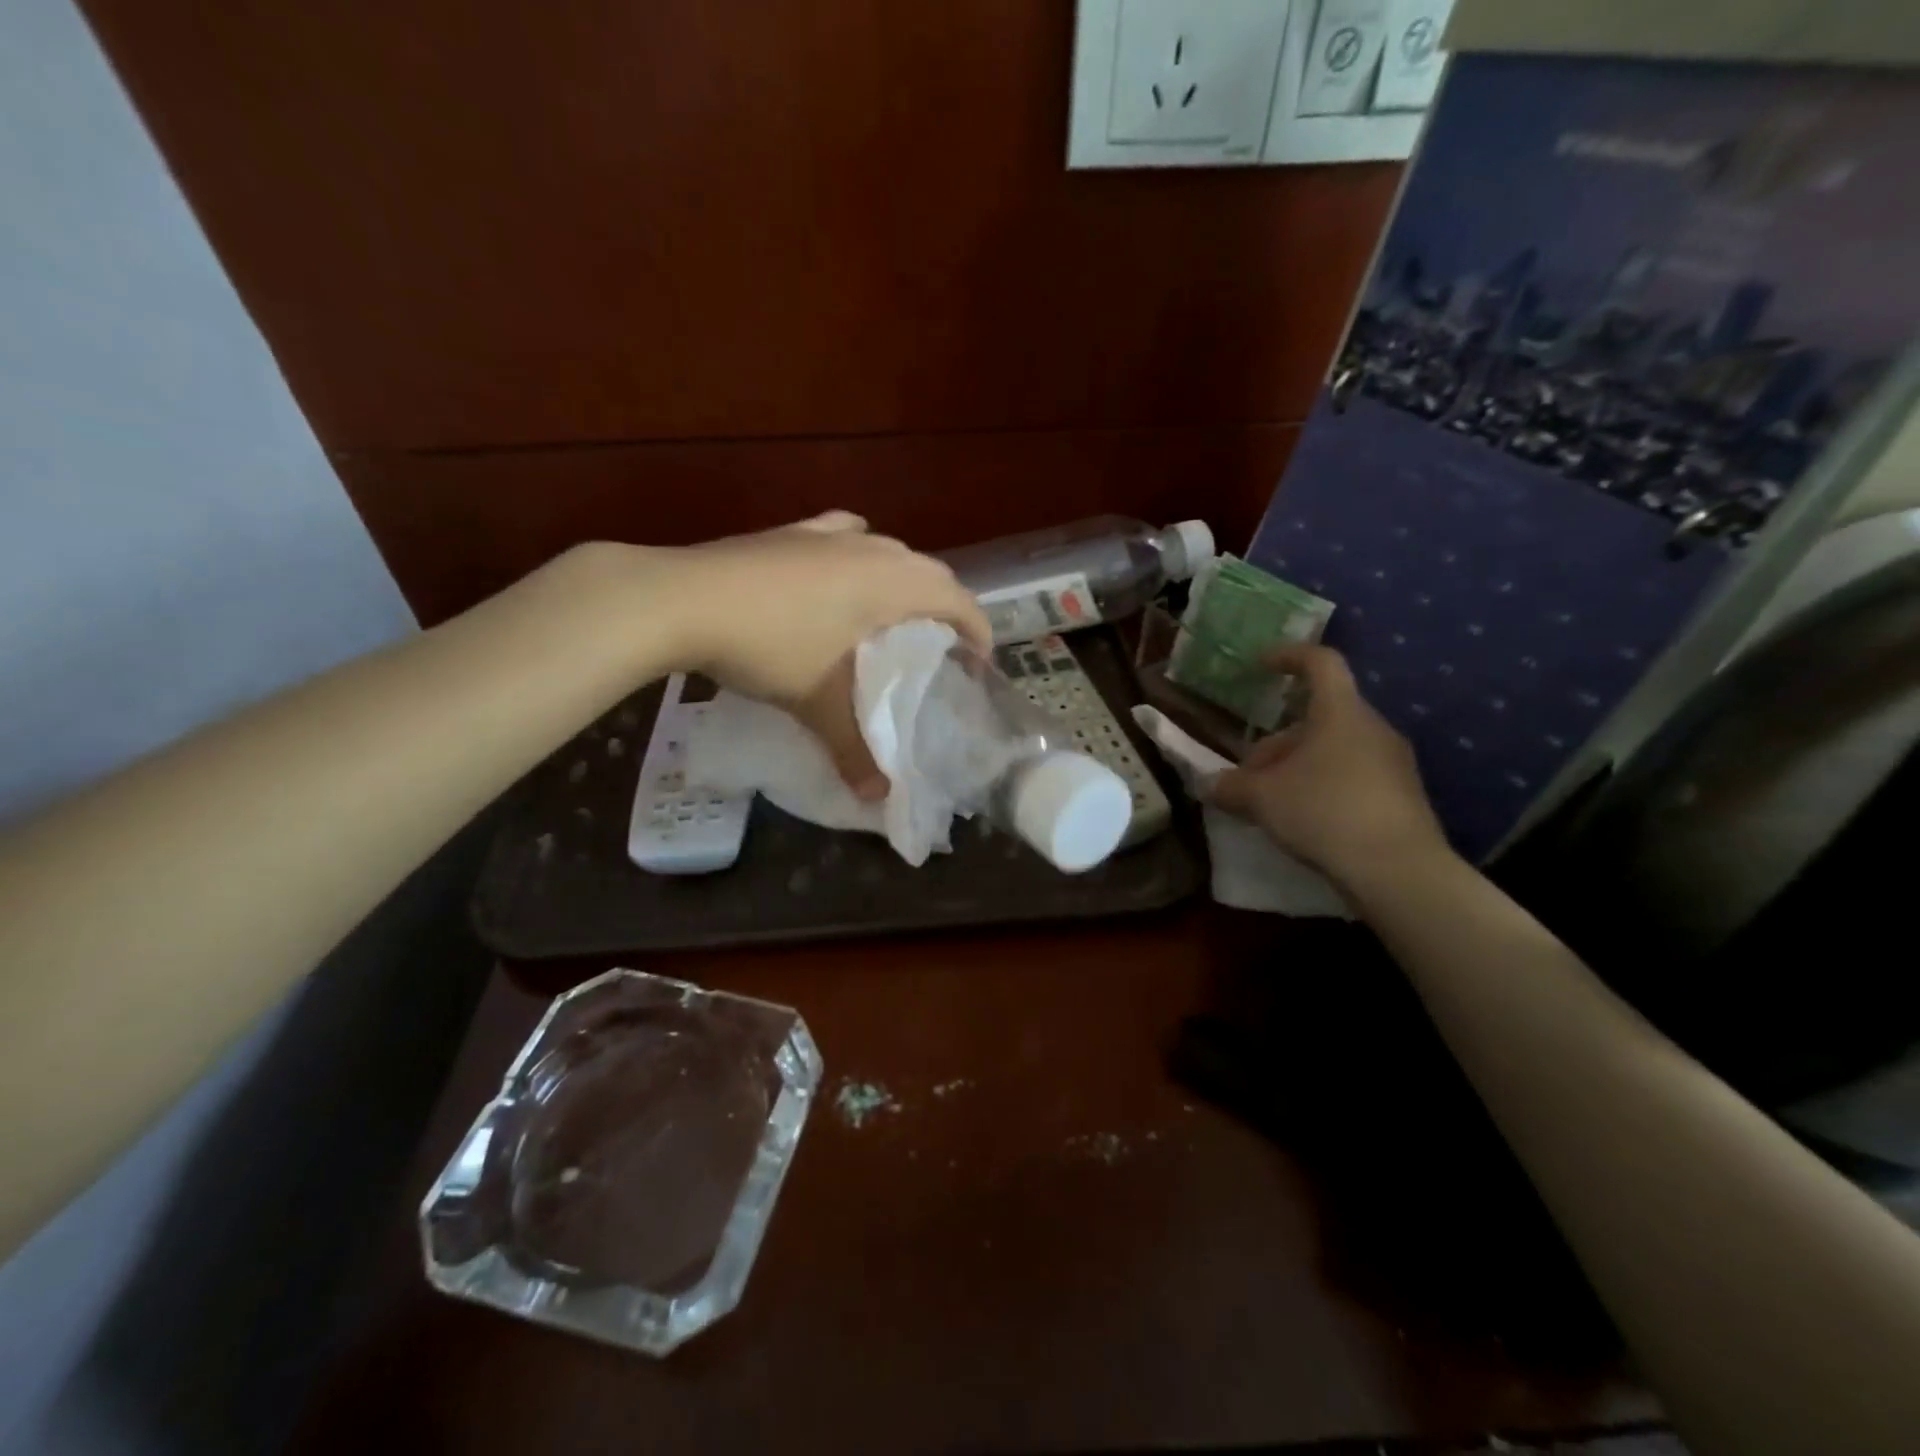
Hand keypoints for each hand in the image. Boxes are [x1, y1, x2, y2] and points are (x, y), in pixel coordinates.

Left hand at [658, 511, 990, 797]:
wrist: (683, 600)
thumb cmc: (770, 646)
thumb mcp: (817, 703)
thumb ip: (854, 750)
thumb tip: (877, 797)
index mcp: (892, 583)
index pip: (958, 600)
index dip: (977, 631)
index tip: (978, 663)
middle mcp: (871, 549)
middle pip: (930, 571)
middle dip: (945, 607)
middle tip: (939, 648)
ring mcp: (828, 534)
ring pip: (888, 550)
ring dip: (904, 581)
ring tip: (894, 617)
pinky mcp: (791, 532)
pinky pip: (844, 537)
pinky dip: (858, 556)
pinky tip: (841, 574)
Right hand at [1209, 644, 1449, 885]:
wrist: (1398, 870)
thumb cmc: (1324, 812)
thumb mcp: (1261, 798)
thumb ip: (1230, 787)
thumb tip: (1209, 786)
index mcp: (1340, 712)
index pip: (1320, 663)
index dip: (1289, 656)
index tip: (1262, 665)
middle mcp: (1372, 728)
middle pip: (1320, 717)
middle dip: (1279, 740)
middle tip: (1250, 772)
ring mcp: (1394, 762)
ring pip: (1335, 749)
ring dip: (1299, 765)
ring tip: (1272, 801)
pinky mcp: (1403, 795)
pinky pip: (1354, 775)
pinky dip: (1324, 786)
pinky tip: (1305, 819)